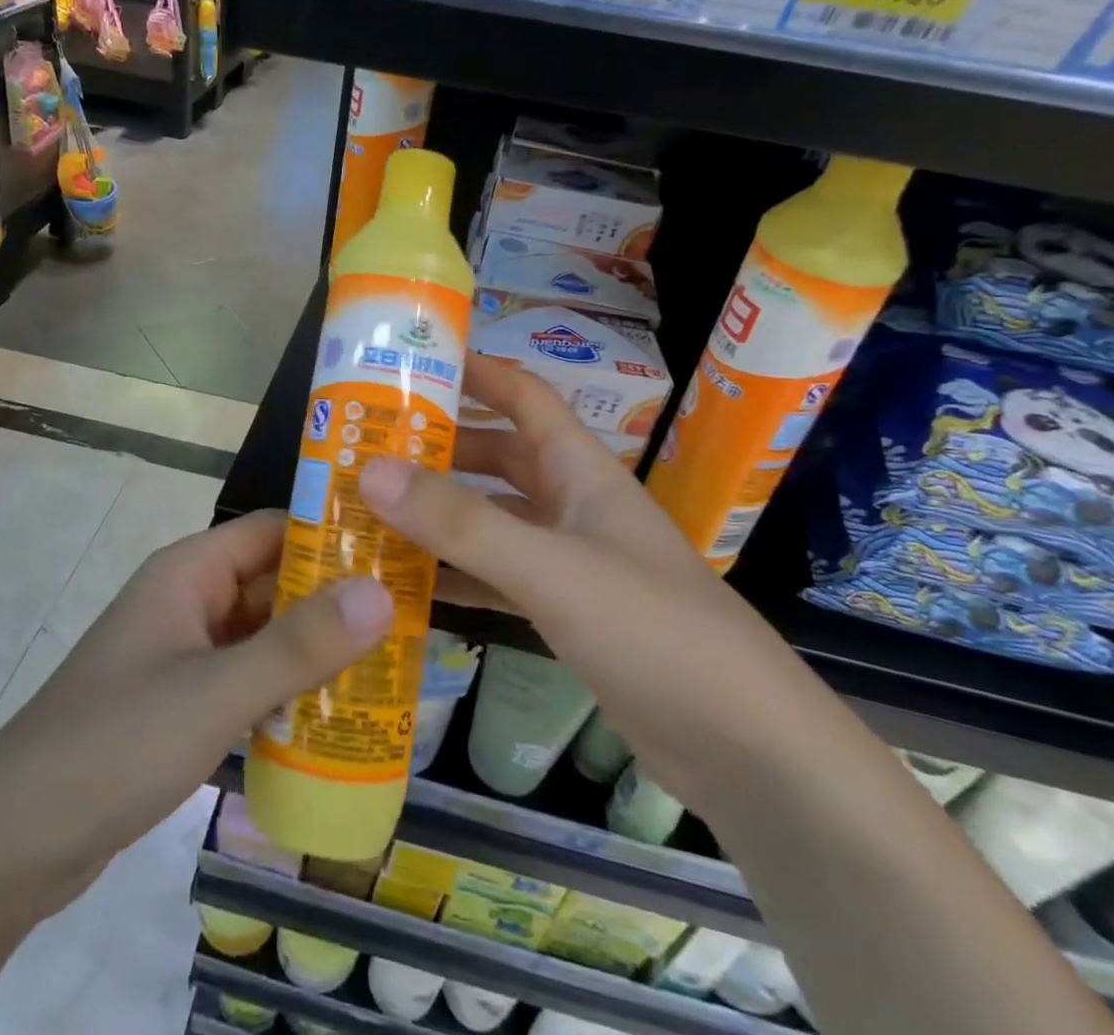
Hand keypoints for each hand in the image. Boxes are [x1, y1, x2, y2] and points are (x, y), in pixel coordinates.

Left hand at [0, 510, 393, 919]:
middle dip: (336, 601)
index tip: (400, 552)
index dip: (335, 535)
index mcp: (190, 571)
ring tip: (392, 666)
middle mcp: (189, 599)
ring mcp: (184, 652)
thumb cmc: (114, 744)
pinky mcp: (181, 702)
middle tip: (412, 618)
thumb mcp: (215, 693)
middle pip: (275, 582)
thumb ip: (299, 646)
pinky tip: (334, 719)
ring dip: (316, 650)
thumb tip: (383, 593)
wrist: (11, 845)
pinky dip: (287, 691)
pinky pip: (248, 680)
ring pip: (265, 635)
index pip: (276, 529)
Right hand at [358, 355, 815, 812]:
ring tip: (370, 511)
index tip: (409, 365)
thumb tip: (370, 470)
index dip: (473, 372)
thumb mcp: (550, 568)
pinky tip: (407, 586)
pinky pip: (497, 577)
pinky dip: (456, 575)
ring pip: (492, 519)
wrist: (745, 748)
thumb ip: (461, 523)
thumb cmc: (653, 631)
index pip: (523, 395)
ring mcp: (569, 560)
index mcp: (580, 469)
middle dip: (439, 448)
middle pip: (498, 457)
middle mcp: (572, 504)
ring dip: (440, 514)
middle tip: (367, 448)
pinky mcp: (566, 612)